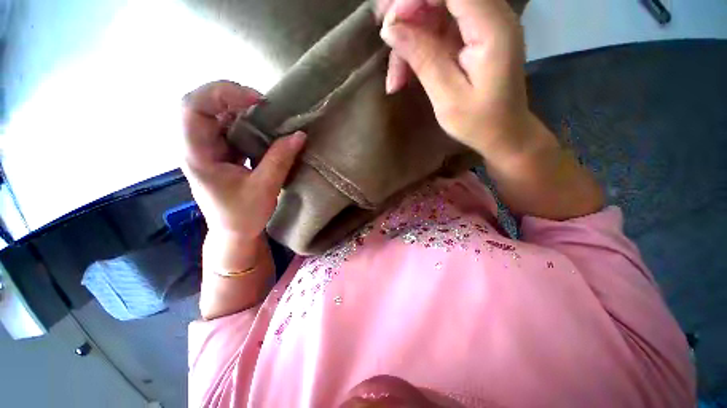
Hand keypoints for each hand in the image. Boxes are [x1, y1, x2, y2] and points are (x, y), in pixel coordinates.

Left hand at [181, 81, 305, 240]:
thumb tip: (299, 135)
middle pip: (199, 104)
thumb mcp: (265, 189)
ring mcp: (207, 148)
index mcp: (197, 155)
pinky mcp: (220, 152)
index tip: (256, 102)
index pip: (192, 109)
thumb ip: (280, 160)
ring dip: (239, 107)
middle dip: (229, 96)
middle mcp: (196, 146)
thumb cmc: (244, 215)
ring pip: (214, 113)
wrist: (234, 232)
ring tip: (265, 113)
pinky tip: (262, 127)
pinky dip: (245, 121)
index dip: (221, 95)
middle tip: (261, 103)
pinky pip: (227, 126)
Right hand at [378, 0, 532, 163]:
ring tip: (395, 78)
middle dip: (407, 9)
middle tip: (385, 35)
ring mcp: (480, 25)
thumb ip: (424, 59)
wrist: (503, 132)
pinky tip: (404, 76)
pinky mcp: (470, 37)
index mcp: (492, 27)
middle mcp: (491, 15)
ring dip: (409, 38)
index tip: (390, 23)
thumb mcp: (448, 98)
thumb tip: (391, 29)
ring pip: (434, 11)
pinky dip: (417, 48)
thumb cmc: (480, 123)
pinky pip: (437, 29)